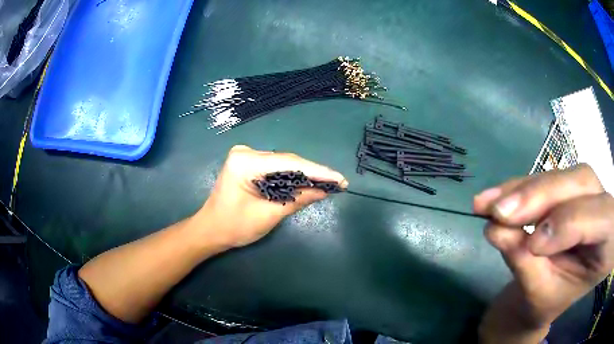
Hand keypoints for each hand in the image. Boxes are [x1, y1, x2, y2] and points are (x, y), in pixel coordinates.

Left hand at [194, 145, 346, 247]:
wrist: (210, 230)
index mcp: (245, 162)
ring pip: (283, 164)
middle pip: (287, 161)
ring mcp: (246, 156)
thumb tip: (324, 191)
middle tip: (338, 182)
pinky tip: (308, 182)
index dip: (317, 171)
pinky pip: (275, 167)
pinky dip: (291, 176)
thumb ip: (297, 199)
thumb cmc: (234, 226)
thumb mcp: (268, 215)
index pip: (288, 163)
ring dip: (304, 174)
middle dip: (313, 173)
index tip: (340, 179)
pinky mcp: (248, 163)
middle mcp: (246, 152)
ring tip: (329, 183)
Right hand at [474, 164, 613, 338]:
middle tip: (500, 214)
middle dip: (541, 197)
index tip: (531, 245)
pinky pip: (546, 177)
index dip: (568, 224)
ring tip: (486, 204)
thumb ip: (527, 265)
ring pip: (561, 175)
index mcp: (608, 238)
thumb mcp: (544, 294)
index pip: (599, 218)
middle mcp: (604, 204)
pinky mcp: (570, 184)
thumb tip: (497, 231)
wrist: (560, 287)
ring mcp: (590, 189)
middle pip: (581, 183)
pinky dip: (520, 187)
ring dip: (523, 189)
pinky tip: (496, 196)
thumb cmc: (555, 297)